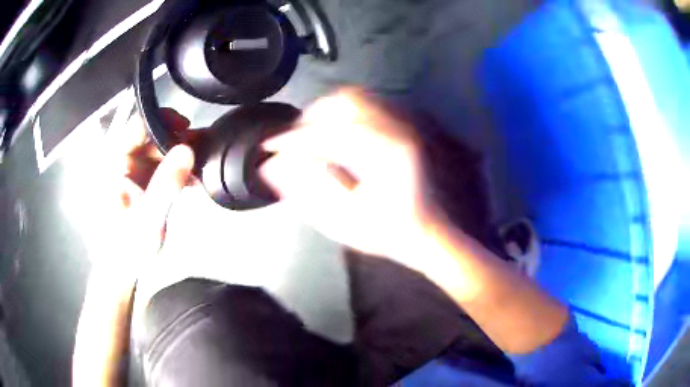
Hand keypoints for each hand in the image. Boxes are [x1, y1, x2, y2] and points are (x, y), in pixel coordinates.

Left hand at [73, 108, 193, 386]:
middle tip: (200, 150)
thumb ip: (166, 183)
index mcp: (114, 166)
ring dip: (179, 158)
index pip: (136, 126)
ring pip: (156, 152)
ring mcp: (129, 174)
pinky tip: (190, 182)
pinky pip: (158, 168)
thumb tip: (187, 149)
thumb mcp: (149, 218)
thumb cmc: (128, 248)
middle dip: (176, 141)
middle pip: (150, 138)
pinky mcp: (137, 185)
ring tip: (199, 169)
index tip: (186, 126)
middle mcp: (120, 164)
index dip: (162, 120)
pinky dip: (175, 172)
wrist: (121, 271)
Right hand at [260, 89, 439, 261]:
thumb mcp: (343, 221)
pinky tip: (332, 133)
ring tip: (308, 136)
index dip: (293, 140)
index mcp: (385, 155)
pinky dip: (342, 113)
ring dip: (325, 112)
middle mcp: (397, 131)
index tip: (270, 148)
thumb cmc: (387, 233)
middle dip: (310, 119)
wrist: (425, 232)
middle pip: (344, 101)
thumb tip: (270, 167)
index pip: (328, 133)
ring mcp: (403, 125)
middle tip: (291, 142)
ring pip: (355, 97)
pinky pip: (367, 104)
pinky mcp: (402, 126)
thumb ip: (305, 191)